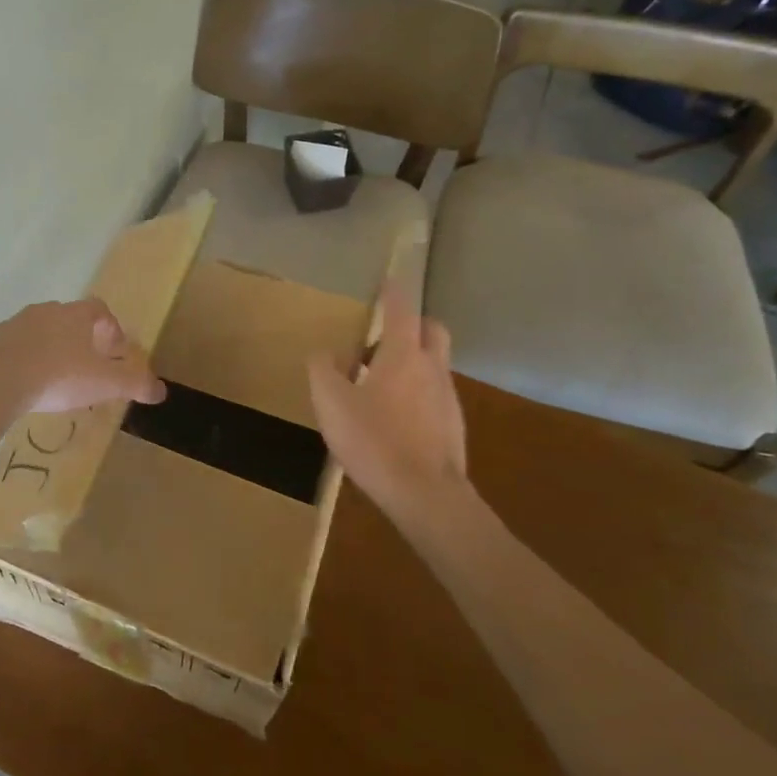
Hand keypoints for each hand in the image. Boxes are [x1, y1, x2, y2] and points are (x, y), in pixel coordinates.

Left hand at [0, 298, 166, 414]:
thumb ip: (134, 384)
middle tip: (85, 366)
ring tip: (52, 378)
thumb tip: (161, 390)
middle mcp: (45, 311)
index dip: (110, 329)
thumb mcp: (105, 384)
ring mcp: (14, 324)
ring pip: (37, 331)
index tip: (114, 352)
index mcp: (75, 316)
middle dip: (79, 339)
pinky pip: (9, 347)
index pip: (100, 310)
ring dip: (47, 348)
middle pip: (68, 318)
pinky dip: (18, 360)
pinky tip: (20, 383)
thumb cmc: (59, 376)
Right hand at [308, 286, 472, 535]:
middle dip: (411, 325)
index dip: (393, 291)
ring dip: (411, 362)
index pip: (401, 309)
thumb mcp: (331, 402)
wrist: (425, 495)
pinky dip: (416, 393)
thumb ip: (323, 369)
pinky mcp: (453, 425)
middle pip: (431, 330)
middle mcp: (431, 367)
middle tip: (381, 339)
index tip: (388, 279)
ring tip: (377, 385)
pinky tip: (394, 418)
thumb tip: (326, 352)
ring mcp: (447, 397)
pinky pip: (434, 394)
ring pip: (433, 364)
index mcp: (402, 354)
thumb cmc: (374, 440)